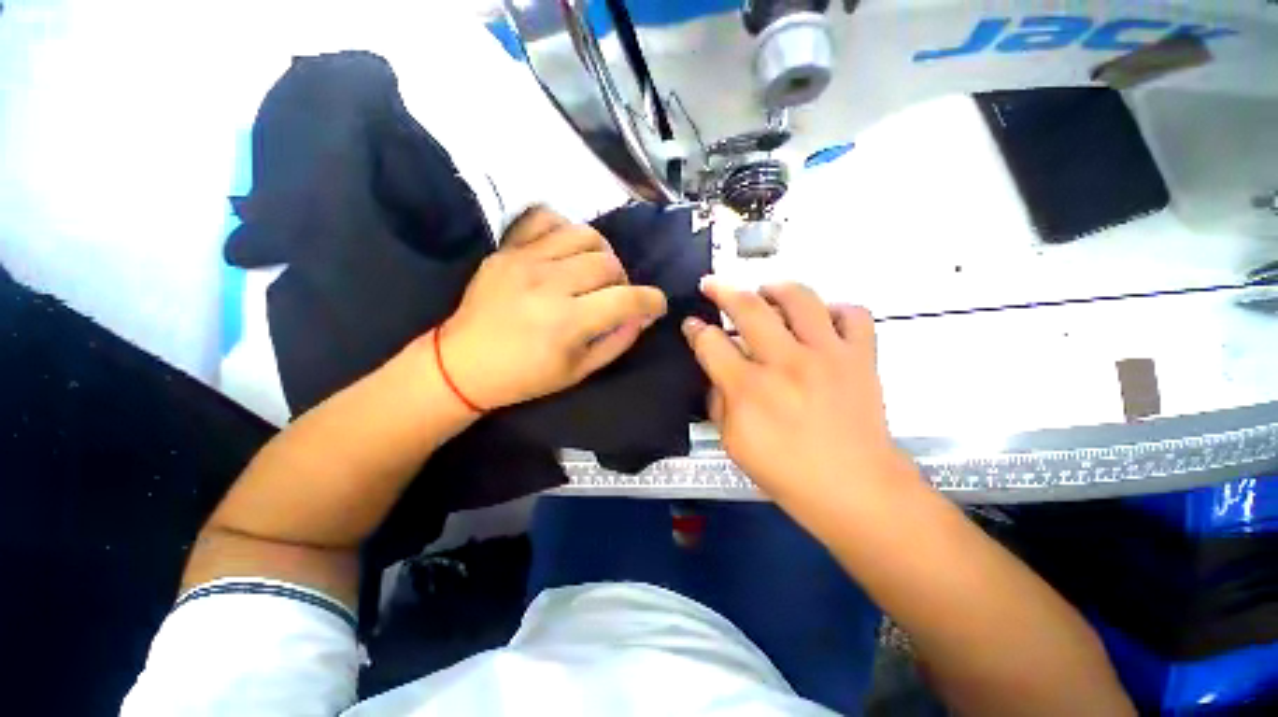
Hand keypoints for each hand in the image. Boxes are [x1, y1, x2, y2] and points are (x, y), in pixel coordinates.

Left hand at [438, 207, 667, 409]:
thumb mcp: (580, 371)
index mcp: (567, 322)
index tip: (655, 305)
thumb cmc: (526, 377)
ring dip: (601, 253)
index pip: (627, 299)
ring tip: (594, 272)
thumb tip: (644, 316)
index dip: (652, 301)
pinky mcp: (507, 249)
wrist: (463, 364)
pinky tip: (566, 250)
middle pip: (609, 264)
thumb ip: (618, 341)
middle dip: (624, 282)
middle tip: (614, 297)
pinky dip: (565, 229)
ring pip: (585, 235)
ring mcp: (525, 260)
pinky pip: (545, 217)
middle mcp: (549, 284)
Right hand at [682, 280, 911, 505]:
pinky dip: (835, 309)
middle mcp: (786, 362)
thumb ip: (718, 402)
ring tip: (766, 292)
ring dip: (775, 288)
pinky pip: (853, 314)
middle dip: (722, 290)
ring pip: (800, 297)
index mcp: (749, 389)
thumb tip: (716, 372)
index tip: (692, 324)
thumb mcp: (733, 445)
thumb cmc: (787, 473)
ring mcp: (828, 355)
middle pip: (748, 307)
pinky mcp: (860, 357)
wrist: (856, 491)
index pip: (711, 343)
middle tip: (712, 285)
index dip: (695, 330)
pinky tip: (821, 320)